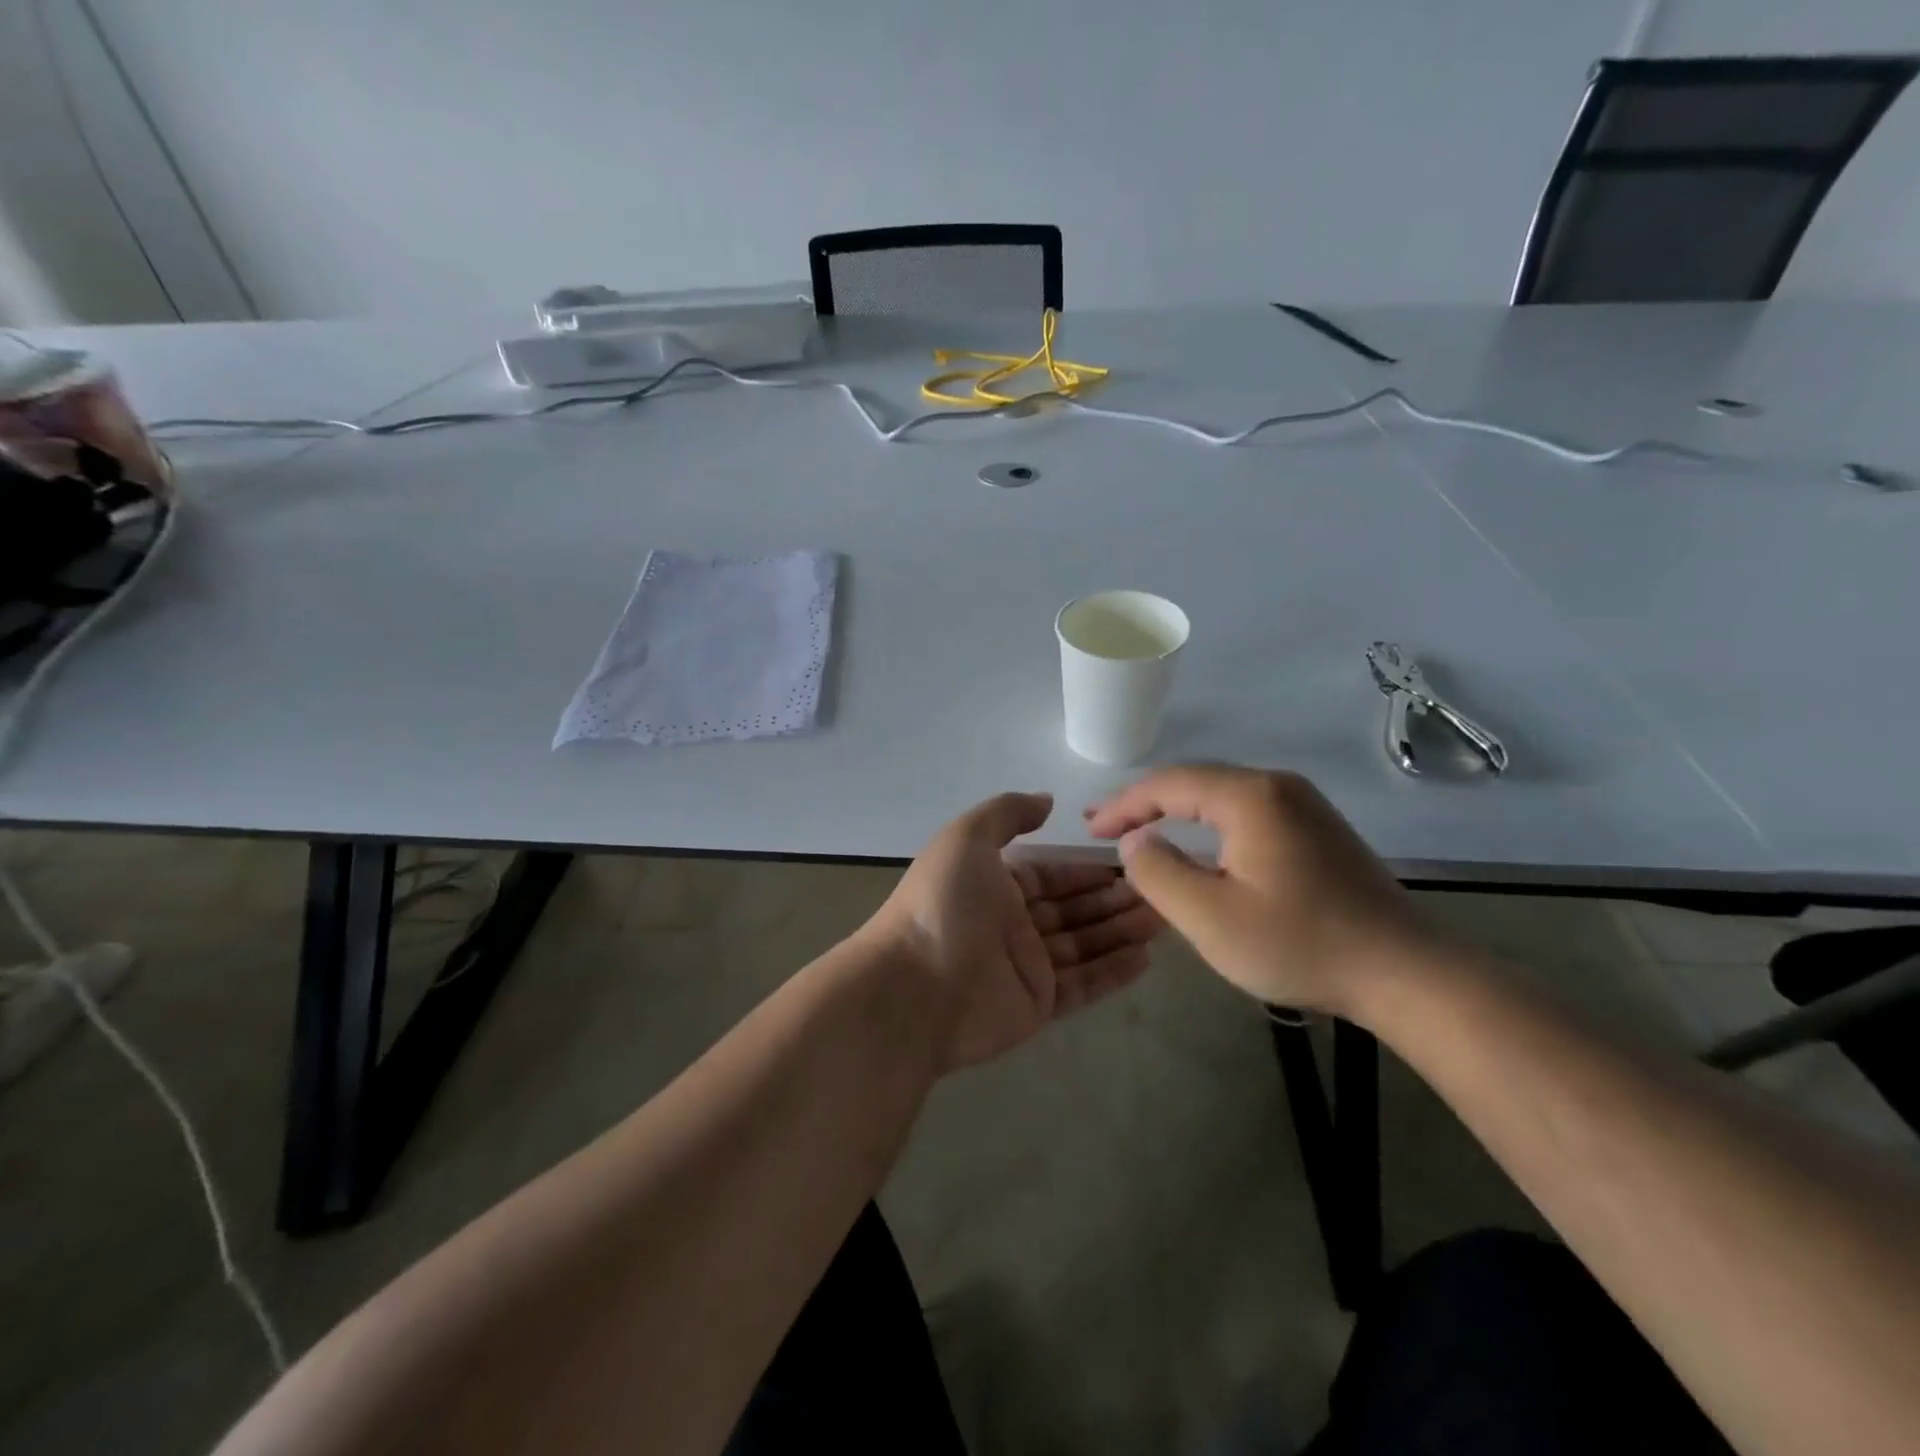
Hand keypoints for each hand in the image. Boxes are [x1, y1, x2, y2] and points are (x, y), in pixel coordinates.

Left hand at [861, 792, 1161, 1071]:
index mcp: (994, 884)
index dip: (1088, 868)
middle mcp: (1011, 923)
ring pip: (1084, 944)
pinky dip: (1113, 972)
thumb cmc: (942, 905)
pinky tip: (1147, 957)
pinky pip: (1083, 984)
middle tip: (1165, 890)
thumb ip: (1007, 813)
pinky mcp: (1037, 1004)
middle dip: (1115, 899)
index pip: (1051, 873)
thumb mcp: (966, 838)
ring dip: (1122, 931)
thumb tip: (1047, 800)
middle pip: (1073, 909)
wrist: (913, 989)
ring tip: (1167, 918)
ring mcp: (1025, 966)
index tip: (1133, 861)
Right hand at [1085, 764, 1438, 1016]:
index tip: (1090, 830)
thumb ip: (1158, 872)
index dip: (1123, 805)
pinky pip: (1247, 813)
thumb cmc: (1300, 944)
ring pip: (1222, 796)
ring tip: (1142, 833)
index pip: (1168, 784)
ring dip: (1177, 813)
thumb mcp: (1210, 917)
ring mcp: (1304, 805)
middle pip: (1195, 782)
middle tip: (1106, 828)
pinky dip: (1209, 825)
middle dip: (1146, 804)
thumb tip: (1135, 840)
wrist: (1406, 973)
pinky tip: (1199, 847)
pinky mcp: (1318, 829)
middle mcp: (1278, 786)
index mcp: (1250, 797)